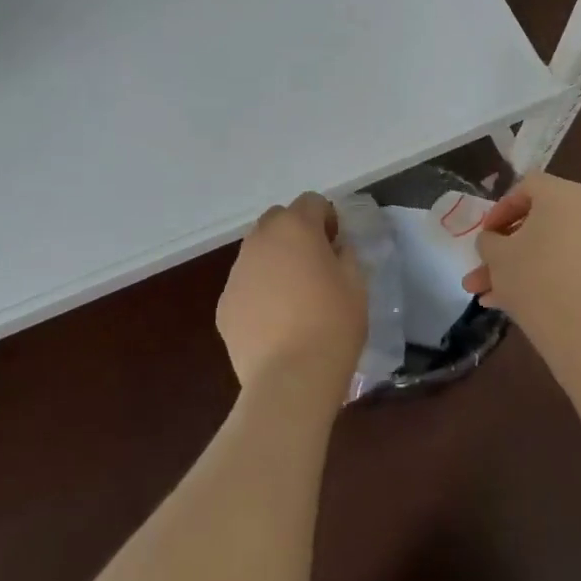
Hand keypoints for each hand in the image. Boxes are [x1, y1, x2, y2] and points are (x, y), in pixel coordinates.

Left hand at [218, 193, 366, 403]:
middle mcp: (260, 240)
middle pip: (277, 219)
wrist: (290, 378)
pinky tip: (275, 322)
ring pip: (257, 251)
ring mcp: (237, 272)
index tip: (337, 245)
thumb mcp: (357, 284)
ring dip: (275, 260)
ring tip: (293, 296)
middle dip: (296, 232)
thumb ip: (346, 255)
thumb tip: (335, 249)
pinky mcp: (224, 303)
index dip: (327, 218)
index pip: (311, 201)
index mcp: (295, 227)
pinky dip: (259, 291)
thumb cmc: (333, 325)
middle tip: (314, 264)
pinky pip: (245, 284)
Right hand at [463, 172, 580, 343]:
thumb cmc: (531, 277)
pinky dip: (541, 274)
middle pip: (538, 219)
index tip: (486, 233)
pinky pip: (565, 263)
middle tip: (484, 263)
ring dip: (517, 266)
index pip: (528, 186)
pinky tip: (508, 303)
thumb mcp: (495, 254)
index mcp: (562, 194)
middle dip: (505, 245)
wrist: (579, 330)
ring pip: (548, 246)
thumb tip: (493, 241)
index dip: (501, 207)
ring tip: (485, 293)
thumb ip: (488, 239)